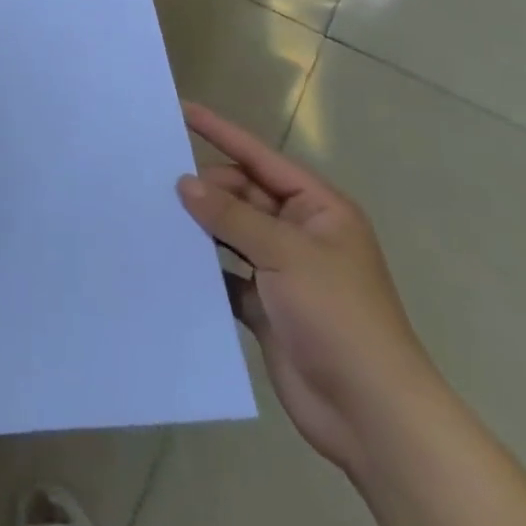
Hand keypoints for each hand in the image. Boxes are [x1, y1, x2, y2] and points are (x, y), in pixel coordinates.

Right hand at [176, 102, 435, 478]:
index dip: (221, 133)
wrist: (371, 415)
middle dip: (206, 189)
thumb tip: (184, 183)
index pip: (260, 157)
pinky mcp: (266, 307)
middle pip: (243, 195)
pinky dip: (204, 268)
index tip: (182, 110)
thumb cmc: (338, 316)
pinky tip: (170, 261)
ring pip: (231, 233)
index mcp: (319, 209)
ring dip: (201, 227)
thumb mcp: (285, 254)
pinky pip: (226, 273)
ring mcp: (283, 272)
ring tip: (154, 214)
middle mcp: (300, 233)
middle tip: (160, 187)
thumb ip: (232, 215)